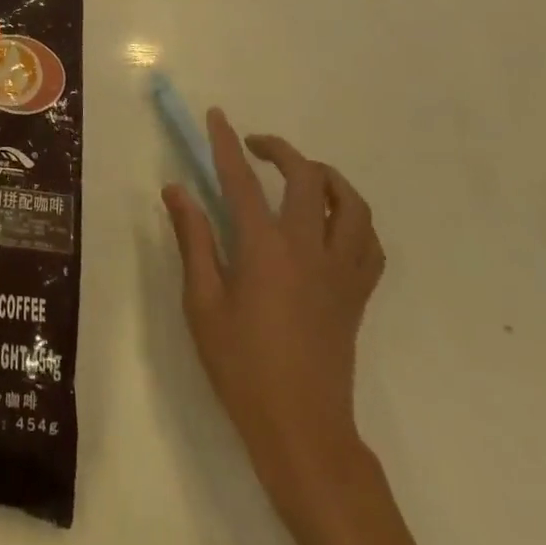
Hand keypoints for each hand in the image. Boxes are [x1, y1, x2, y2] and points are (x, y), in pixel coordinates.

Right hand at [162, 111, 384, 514]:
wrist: (302, 429)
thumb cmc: (241, 365)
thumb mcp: (201, 302)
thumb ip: (192, 239)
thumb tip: (176, 189)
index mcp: (265, 249)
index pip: (242, 180)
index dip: (226, 143)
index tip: (217, 115)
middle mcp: (309, 250)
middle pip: (306, 179)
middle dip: (279, 150)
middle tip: (253, 146)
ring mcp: (340, 272)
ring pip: (351, 205)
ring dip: (326, 177)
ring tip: (300, 174)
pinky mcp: (357, 295)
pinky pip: (369, 242)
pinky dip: (353, 218)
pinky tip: (332, 220)